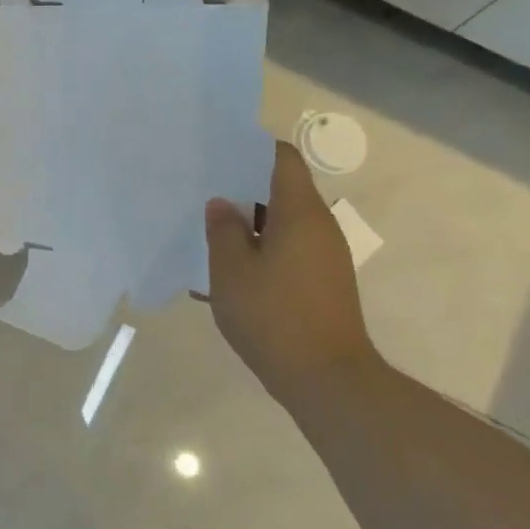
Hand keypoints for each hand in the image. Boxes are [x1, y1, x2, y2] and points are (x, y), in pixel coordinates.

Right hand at [205, 142, 378, 393]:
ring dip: (250, 227)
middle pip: (282, 191)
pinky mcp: (323, 282)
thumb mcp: (231, 271)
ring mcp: (325, 256)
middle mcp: (319, 226)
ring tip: (210, 236)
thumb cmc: (274, 316)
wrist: (326, 378)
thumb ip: (223, 231)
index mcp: (300, 212)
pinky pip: (289, 252)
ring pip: (283, 225)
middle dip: (243, 191)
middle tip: (203, 196)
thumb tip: (222, 204)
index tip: (219, 156)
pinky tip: (230, 275)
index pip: (282, 159)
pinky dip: (262, 253)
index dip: (252, 150)